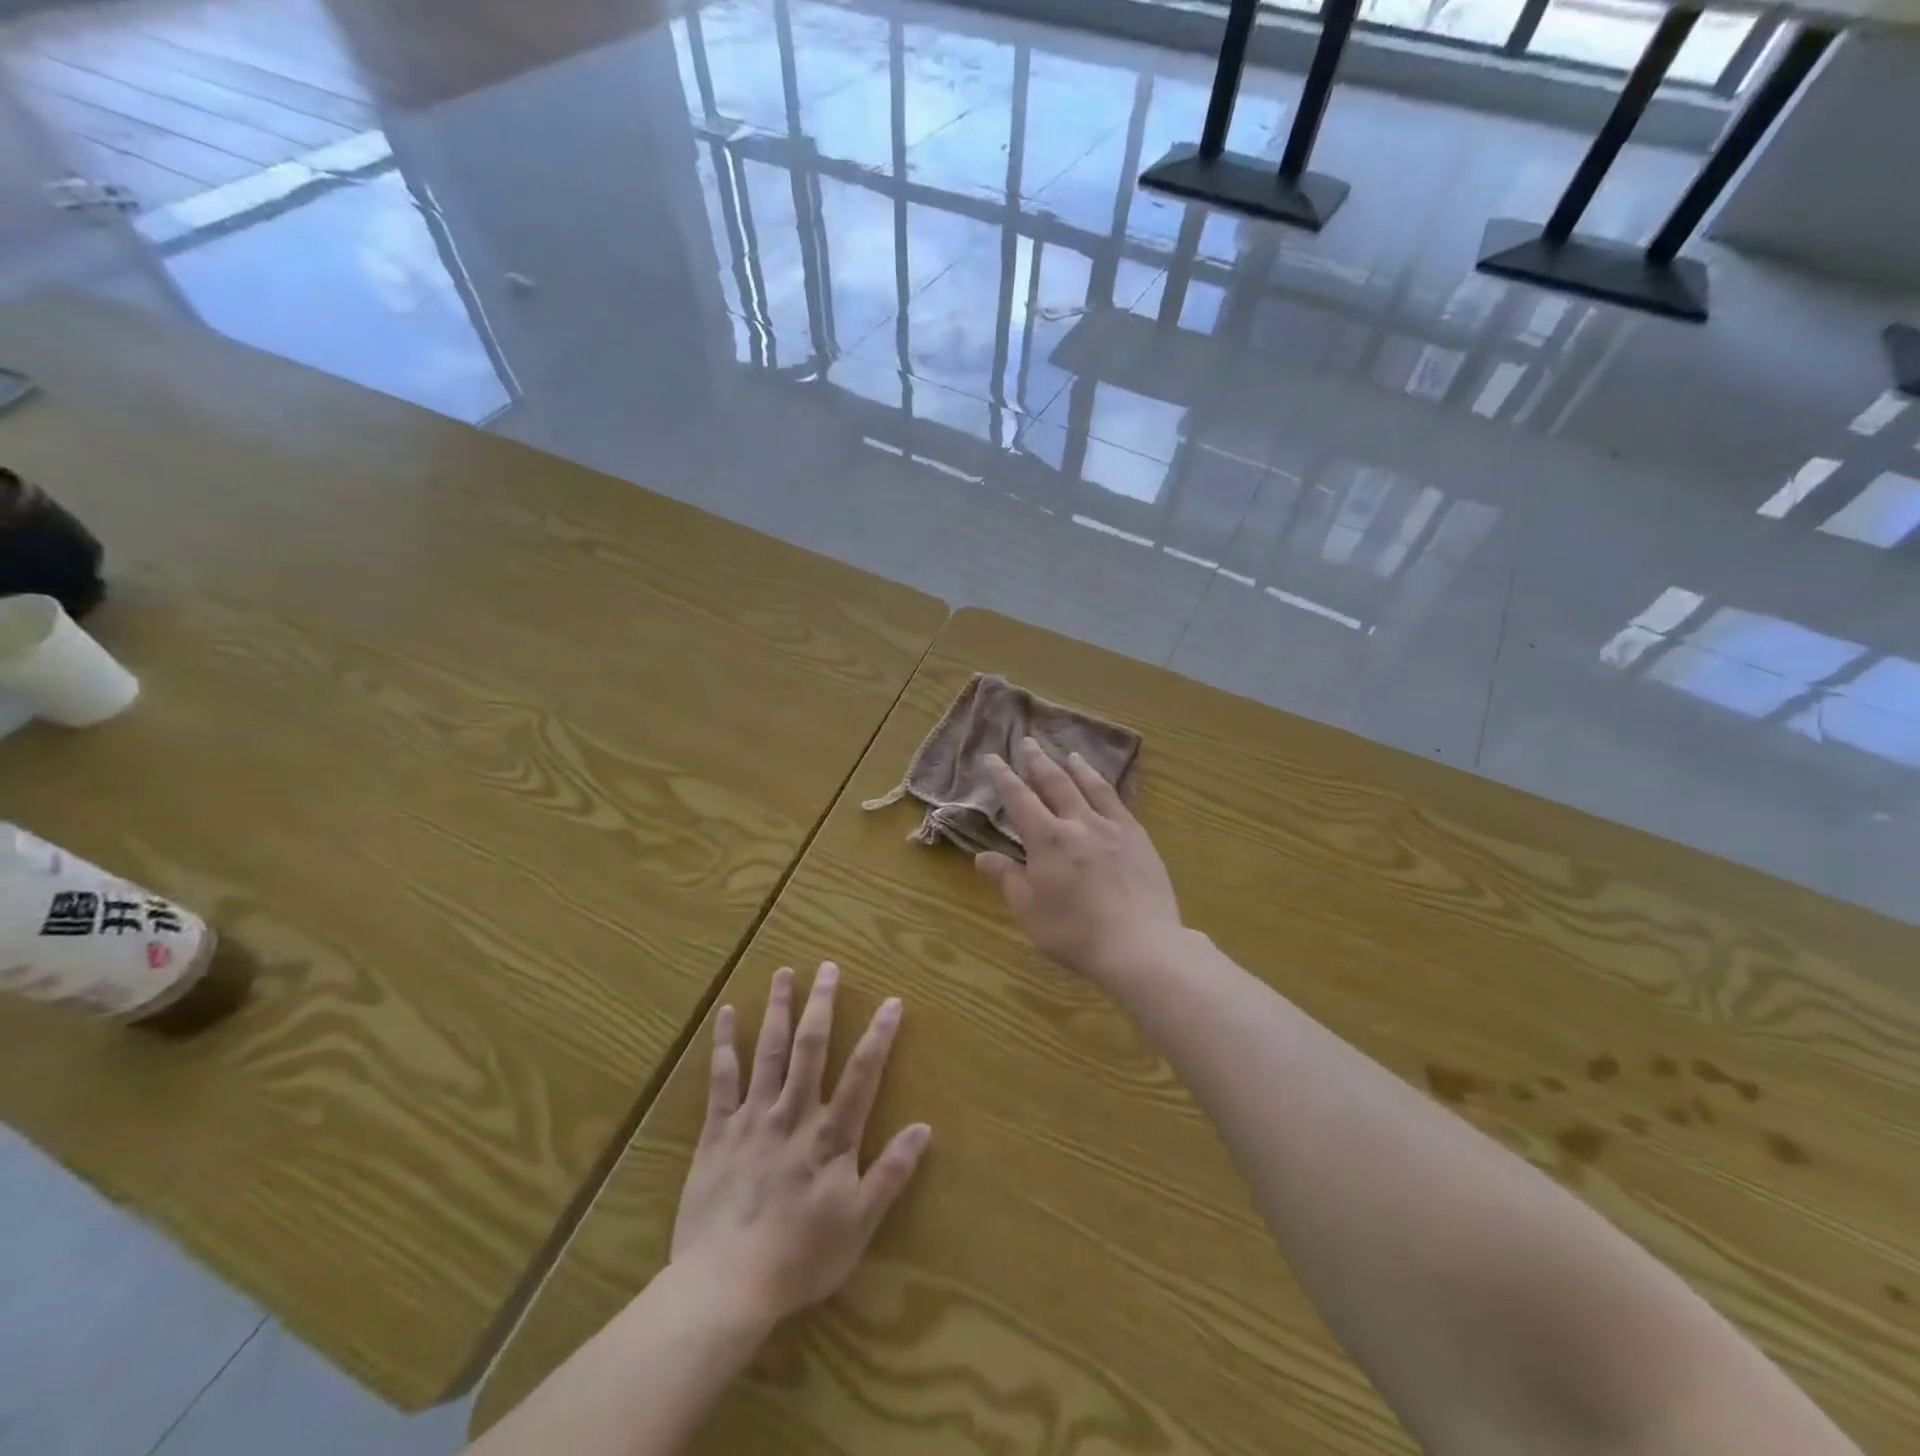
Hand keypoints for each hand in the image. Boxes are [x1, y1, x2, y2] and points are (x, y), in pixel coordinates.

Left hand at [670, 963, 930, 1327]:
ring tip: (784, 973)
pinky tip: (727, 1014)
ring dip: (778, 1009)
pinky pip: (722, 1079)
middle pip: (811, 1047)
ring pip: (769, 1051)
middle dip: (821, 1004)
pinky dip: (725, 1045)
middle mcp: (794, 1113)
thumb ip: (891, 1173)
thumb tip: (924, 1128)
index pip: (863, 1073)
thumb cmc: (800, 1257)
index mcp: (831, 1135)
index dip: (879, 1035)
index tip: (891, 1001)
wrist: (726, 1284)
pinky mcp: (718, 1131)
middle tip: (827, 966)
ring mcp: (754, 1117)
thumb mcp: (860, 1223)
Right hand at [975, 736, 1184, 983]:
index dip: (1004, 777)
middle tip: (1028, 742)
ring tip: (1070, 754)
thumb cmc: (1075, 932)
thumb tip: (982, 856)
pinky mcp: (1139, 839)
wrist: (1141, 946)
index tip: (993, 758)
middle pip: (1056, 783)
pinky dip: (1107, 788)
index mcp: (1047, 838)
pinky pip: (1120, 803)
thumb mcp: (1030, 911)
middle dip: (1039, 762)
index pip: (1019, 799)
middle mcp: (1079, 822)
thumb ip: (1007, 879)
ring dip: (1077, 768)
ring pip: (1091, 787)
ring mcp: (1113, 828)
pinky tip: (1107, 788)